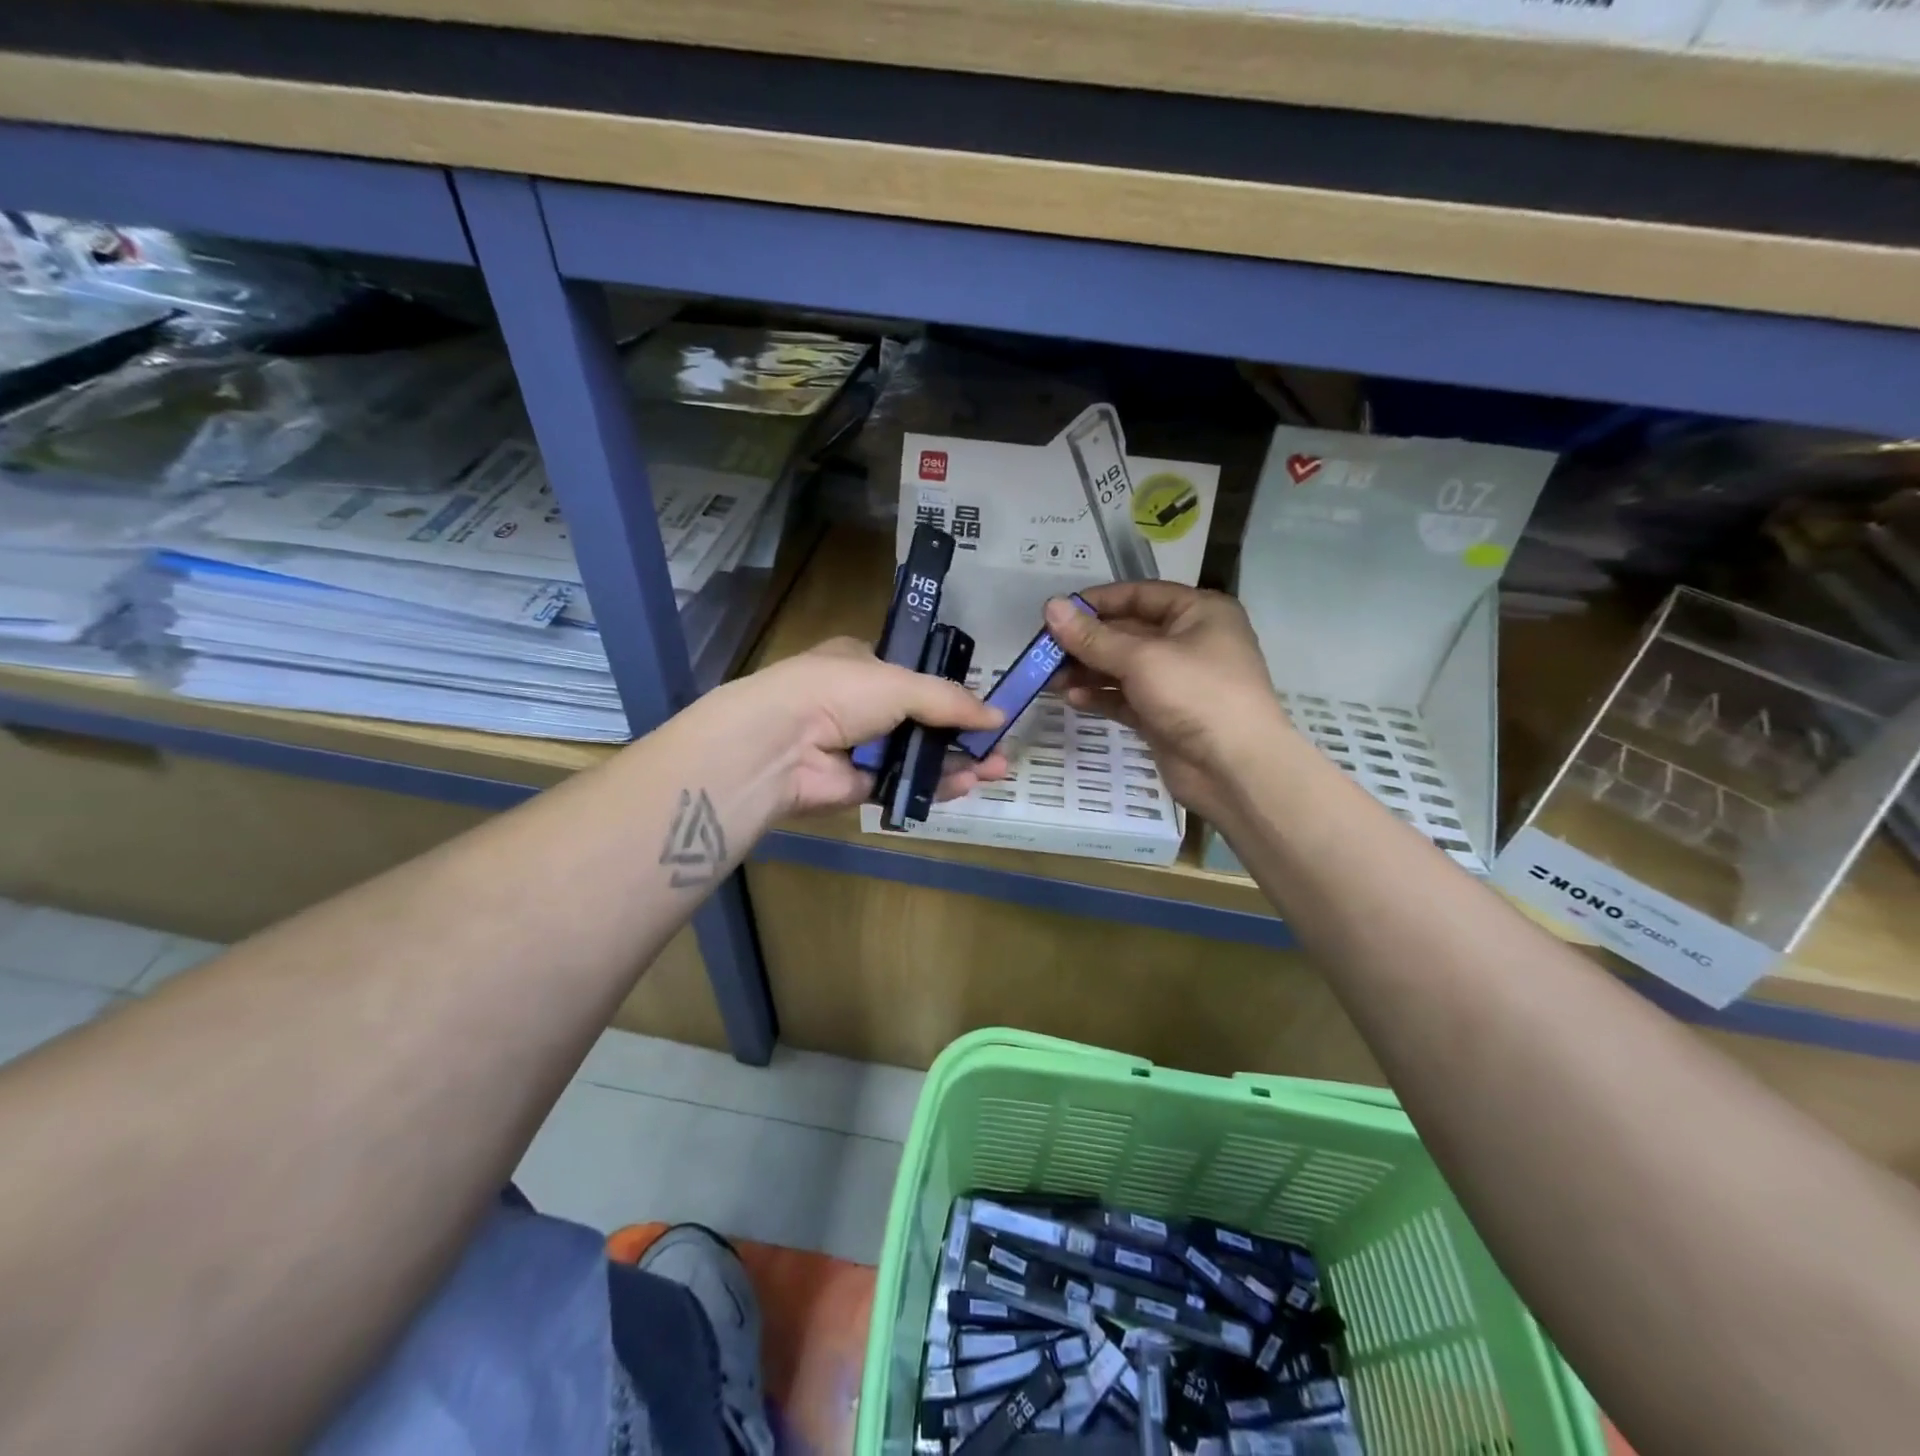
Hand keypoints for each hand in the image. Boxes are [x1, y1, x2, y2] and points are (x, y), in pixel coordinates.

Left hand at [728, 637, 1009, 814]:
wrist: (779, 744)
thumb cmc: (838, 693)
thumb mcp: (900, 684)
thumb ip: (950, 700)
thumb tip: (998, 715)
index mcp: (863, 665)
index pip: (914, 678)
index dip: (950, 694)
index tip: (983, 711)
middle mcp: (861, 704)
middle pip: (922, 721)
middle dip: (962, 735)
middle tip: (999, 750)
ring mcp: (859, 746)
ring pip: (916, 755)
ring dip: (955, 762)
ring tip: (995, 771)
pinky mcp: (858, 784)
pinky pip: (903, 783)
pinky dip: (933, 785)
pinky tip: (966, 785)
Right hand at [1043, 584, 1291, 823]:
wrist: (1235, 769)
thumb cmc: (1197, 695)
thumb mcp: (1142, 659)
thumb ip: (1093, 636)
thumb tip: (1051, 607)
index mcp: (1198, 613)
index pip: (1140, 595)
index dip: (1098, 602)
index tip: (1057, 612)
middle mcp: (1189, 641)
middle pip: (1128, 632)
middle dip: (1086, 641)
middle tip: (1044, 650)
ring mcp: (1177, 681)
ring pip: (1122, 668)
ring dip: (1087, 671)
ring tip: (1050, 678)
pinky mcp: (1164, 715)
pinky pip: (1125, 698)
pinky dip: (1100, 696)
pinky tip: (1072, 699)